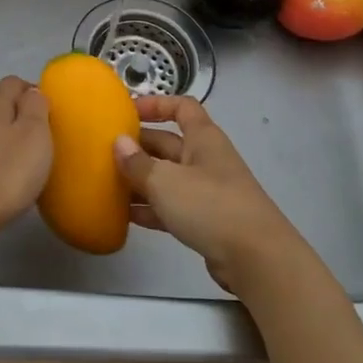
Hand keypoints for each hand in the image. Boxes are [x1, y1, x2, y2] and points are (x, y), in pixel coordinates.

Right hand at [113, 96, 300, 294]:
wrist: (257, 259)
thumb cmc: (210, 206)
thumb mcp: (166, 181)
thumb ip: (138, 163)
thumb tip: (119, 142)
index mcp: (203, 138)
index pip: (181, 107)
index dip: (156, 104)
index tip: (127, 111)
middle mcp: (206, 159)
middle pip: (169, 144)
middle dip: (139, 146)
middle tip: (105, 152)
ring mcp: (208, 191)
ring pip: (168, 177)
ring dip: (141, 180)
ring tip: (107, 184)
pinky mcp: (206, 221)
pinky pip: (172, 206)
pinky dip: (151, 208)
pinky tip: (125, 215)